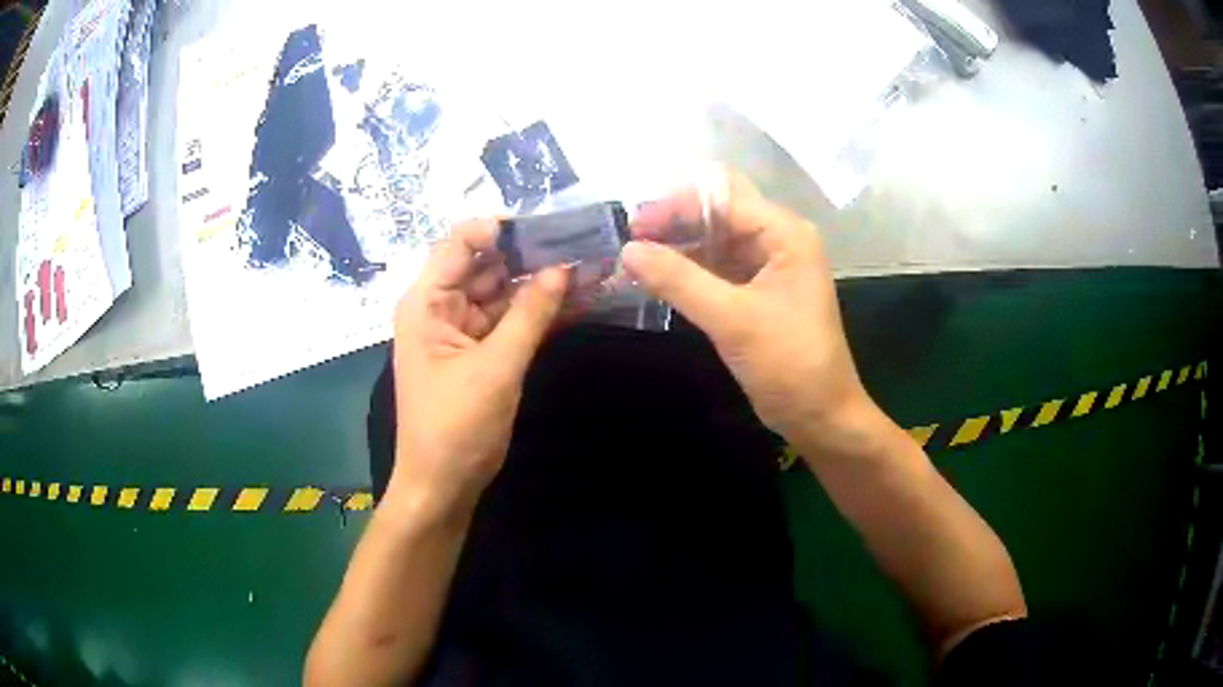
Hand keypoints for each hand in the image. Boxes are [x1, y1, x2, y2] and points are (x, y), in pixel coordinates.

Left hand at [390, 220, 567, 512]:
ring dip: (540, 283)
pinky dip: (538, 313)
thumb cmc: (457, 426)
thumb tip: (564, 268)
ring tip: (589, 266)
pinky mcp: (480, 352)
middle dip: (531, 254)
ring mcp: (461, 330)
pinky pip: (510, 321)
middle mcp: (440, 306)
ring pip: (502, 292)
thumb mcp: (496, 367)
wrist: (443, 486)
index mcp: (427, 301)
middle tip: (583, 242)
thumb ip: (530, 314)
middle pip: (486, 264)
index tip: (552, 225)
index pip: (461, 242)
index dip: (503, 228)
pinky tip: (576, 300)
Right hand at [623, 168, 873, 452]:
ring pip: (715, 239)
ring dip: (678, 247)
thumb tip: (627, 251)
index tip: (634, 230)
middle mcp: (778, 239)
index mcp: (784, 234)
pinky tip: (658, 279)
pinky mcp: (758, 291)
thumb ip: (679, 280)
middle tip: (630, 245)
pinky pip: (719, 267)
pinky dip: (689, 270)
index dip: (676, 205)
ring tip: (635, 261)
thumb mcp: (732, 320)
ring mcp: (769, 265)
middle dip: (673, 223)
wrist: (820, 416)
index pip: (722, 197)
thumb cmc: (788, 364)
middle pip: (718, 212)